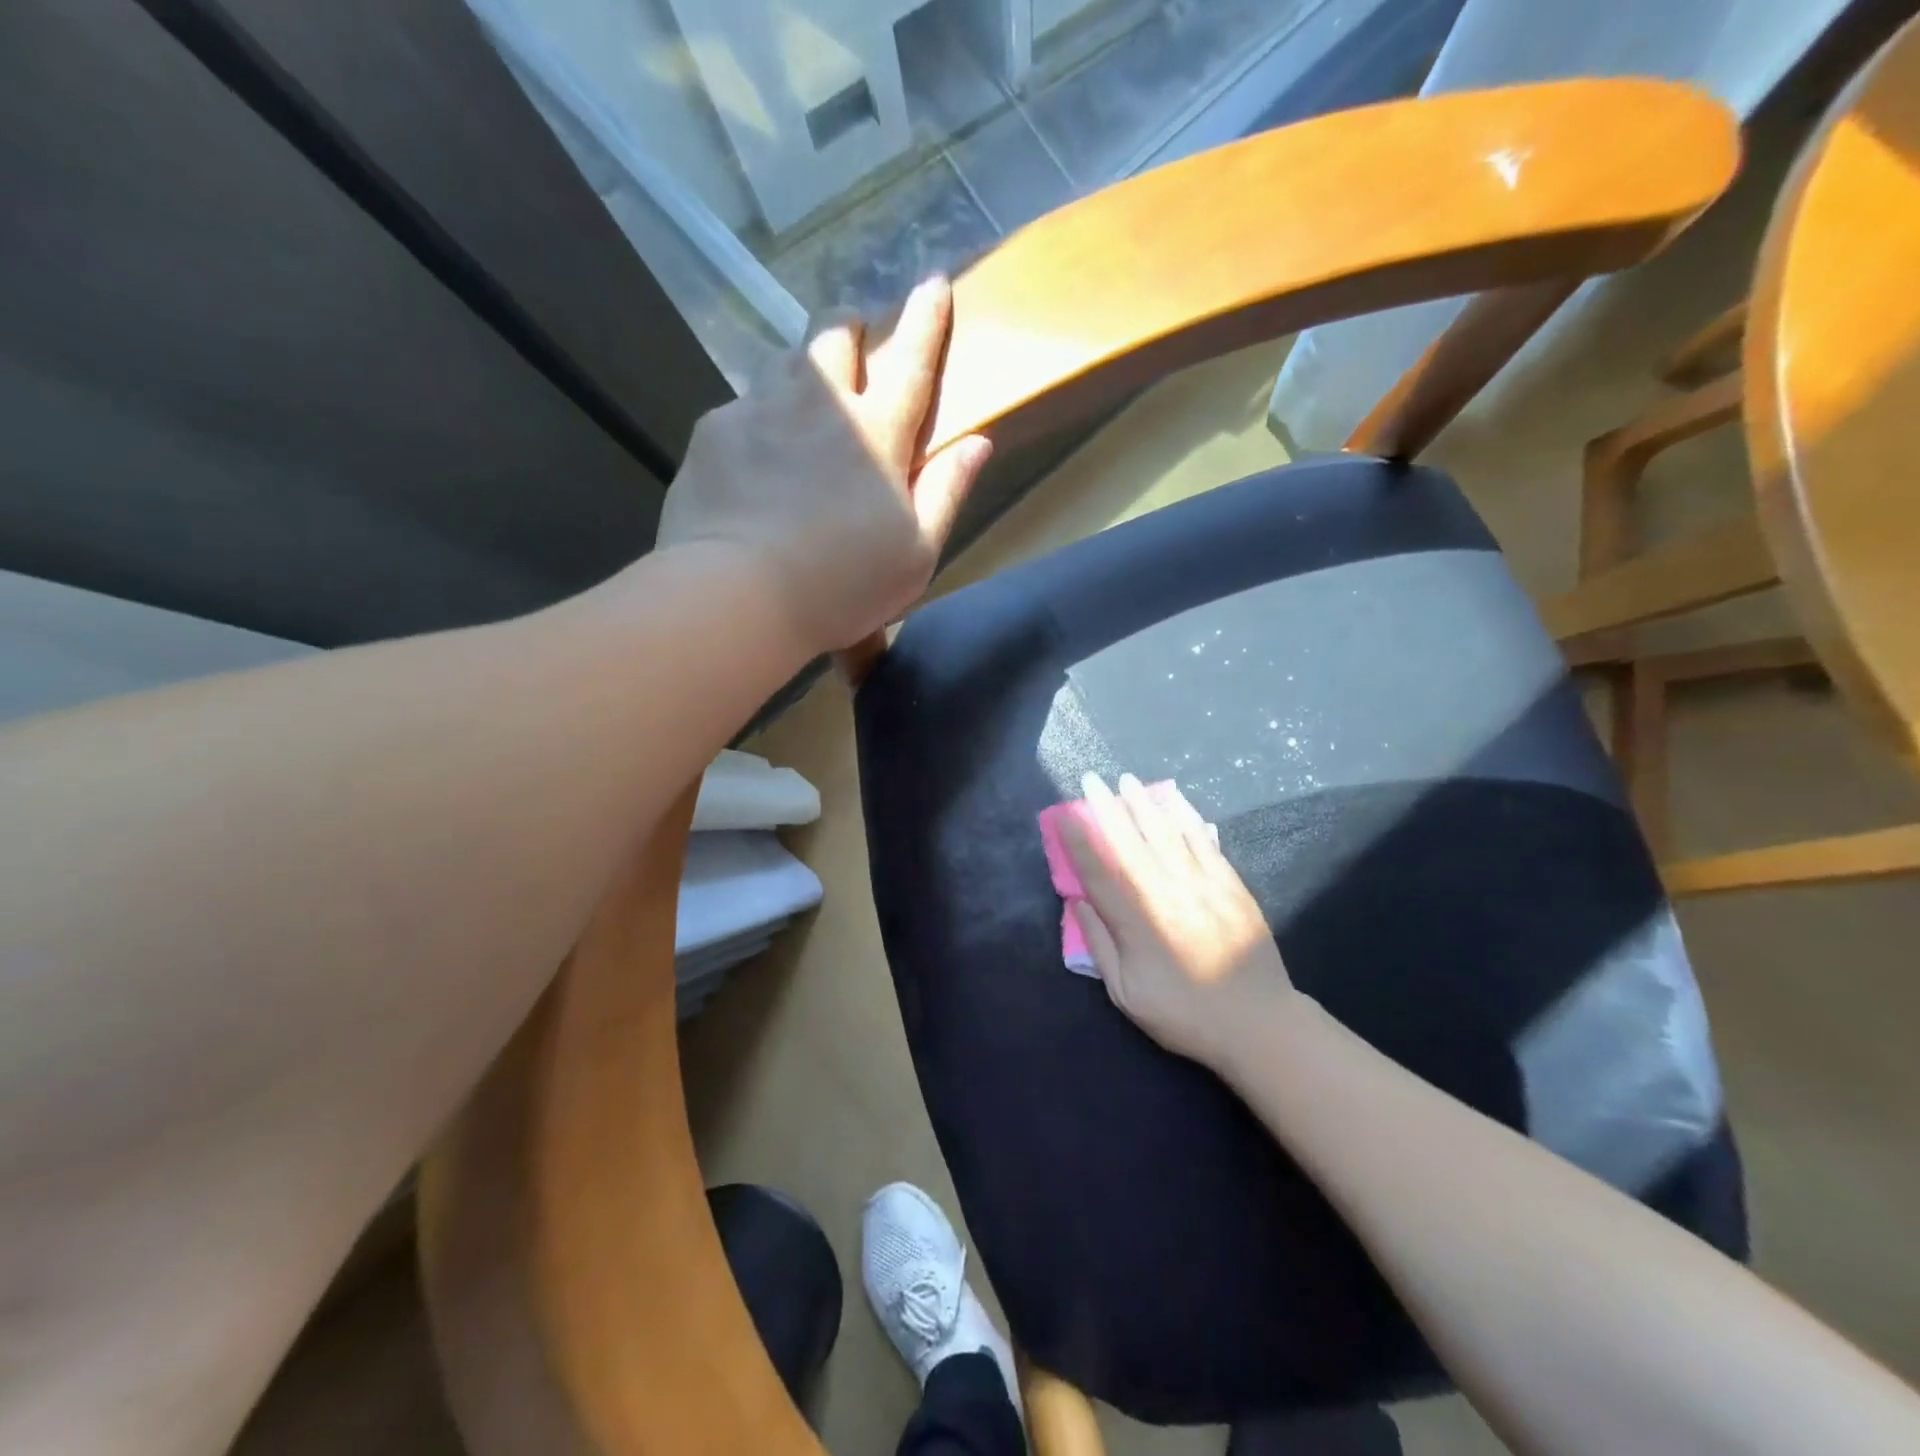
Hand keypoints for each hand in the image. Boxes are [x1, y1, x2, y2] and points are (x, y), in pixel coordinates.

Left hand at [656, 277, 991, 652]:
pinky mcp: (714, 431)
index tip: (933, 282)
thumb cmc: (843, 584)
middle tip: (853, 342)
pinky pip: (741, 408)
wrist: (739, 595)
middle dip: (850, 326)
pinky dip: (756, 422)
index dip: (927, 318)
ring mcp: (761, 410)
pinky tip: (752, 463)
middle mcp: (822, 405)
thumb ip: (948, 492)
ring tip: (801, 407)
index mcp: (879, 435)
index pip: (912, 360)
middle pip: (836, 334)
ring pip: (785, 362)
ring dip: (802, 371)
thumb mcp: (917, 554)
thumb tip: (979, 442)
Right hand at [1062, 773, 1298, 1069]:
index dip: (1079, 841)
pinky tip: (1176, 803)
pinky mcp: (1231, 885)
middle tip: (1092, 779)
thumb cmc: (1185, 1014)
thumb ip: (1100, 946)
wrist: (1258, 1023)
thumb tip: (1078, 902)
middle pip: (1131, 843)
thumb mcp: (1127, 995)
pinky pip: (1204, 843)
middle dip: (1107, 808)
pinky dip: (1187, 819)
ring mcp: (1202, 885)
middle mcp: (1167, 894)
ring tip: (1127, 781)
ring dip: (1144, 804)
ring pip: (1168, 834)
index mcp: (1138, 923)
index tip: (1064, 815)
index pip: (1100, 872)